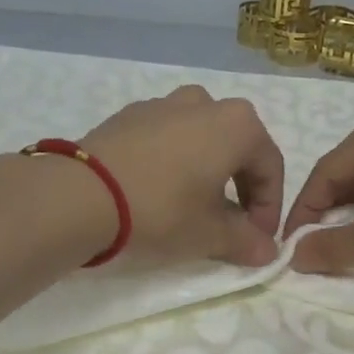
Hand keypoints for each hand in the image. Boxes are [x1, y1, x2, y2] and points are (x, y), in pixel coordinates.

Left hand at [81, 87, 284, 266]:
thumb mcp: (210, 234)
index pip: (271, 168)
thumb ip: (246, 241)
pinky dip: (174, 162)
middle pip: (237, 148)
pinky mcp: (129, 115)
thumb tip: (268, 251)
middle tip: (231, 226)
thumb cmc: (162, 210)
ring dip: (207, 172)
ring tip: (193, 207)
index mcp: (237, 124)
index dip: (270, 208)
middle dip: (241, 189)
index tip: (259, 239)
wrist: (82, 194)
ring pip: (201, 139)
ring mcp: (164, 104)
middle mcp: (205, 103)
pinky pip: (166, 138)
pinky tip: (158, 192)